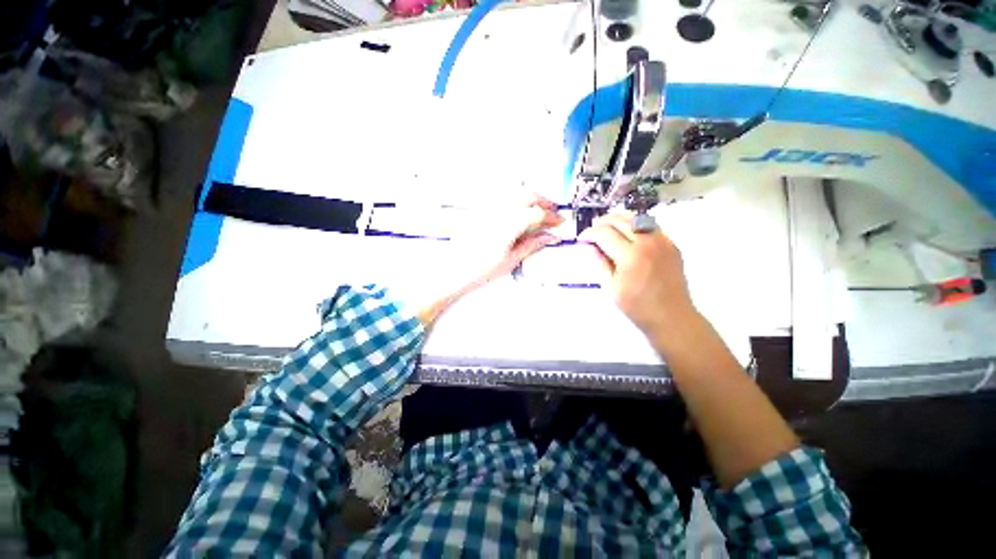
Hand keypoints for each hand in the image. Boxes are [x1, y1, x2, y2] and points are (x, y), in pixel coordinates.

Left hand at [418, 196, 562, 326]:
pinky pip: (501, 196)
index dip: (552, 217)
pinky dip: (515, 199)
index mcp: (508, 225)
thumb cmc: (480, 269)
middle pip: (527, 195)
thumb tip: (550, 237)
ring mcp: (488, 208)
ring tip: (537, 211)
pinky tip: (517, 210)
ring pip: (514, 192)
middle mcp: (498, 211)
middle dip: (543, 201)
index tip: (559, 222)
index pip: (537, 213)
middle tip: (551, 213)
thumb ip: (532, 245)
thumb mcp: (511, 260)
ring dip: (530, 197)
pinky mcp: (481, 210)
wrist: (454, 270)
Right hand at [579, 213, 695, 337]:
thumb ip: (600, 262)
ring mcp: (662, 241)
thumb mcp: (611, 287)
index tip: (582, 239)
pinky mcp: (671, 244)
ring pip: (635, 218)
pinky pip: (650, 226)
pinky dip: (634, 226)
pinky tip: (628, 237)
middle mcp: (647, 242)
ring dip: (617, 221)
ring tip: (607, 231)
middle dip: (601, 223)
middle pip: (619, 220)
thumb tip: (591, 247)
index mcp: (630, 256)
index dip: (589, 233)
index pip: (604, 233)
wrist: (671, 316)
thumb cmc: (637, 306)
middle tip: (592, 233)